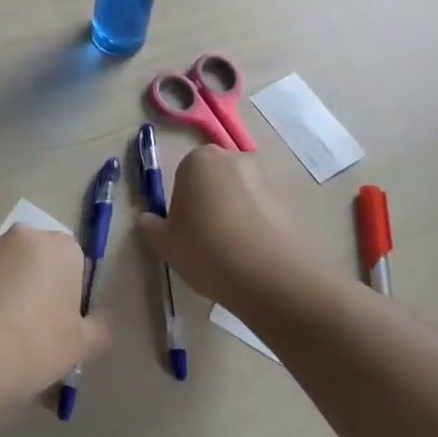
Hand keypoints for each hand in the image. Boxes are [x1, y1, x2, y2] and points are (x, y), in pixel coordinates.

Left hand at [0, 226, 109, 399]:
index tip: (62, 320)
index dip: (69, 290)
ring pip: (4, 265)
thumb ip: (100, 327)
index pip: (73, 260)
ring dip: (7, 286)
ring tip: (1, 330)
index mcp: (60, 247)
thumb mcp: (83, 345)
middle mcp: (23, 235)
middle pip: (36, 258)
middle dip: (37, 282)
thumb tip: (102, 320)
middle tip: (34, 325)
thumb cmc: (38, 345)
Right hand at [138, 147, 316, 306]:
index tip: (183, 230)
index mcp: (199, 160)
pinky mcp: (289, 203)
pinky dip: (256, 226)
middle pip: (214, 179)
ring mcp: (266, 179)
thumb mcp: (166, 244)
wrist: (272, 276)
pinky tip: (252, 256)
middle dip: (209, 202)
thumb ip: (152, 227)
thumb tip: (148, 219)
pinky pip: (262, 212)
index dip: (182, 203)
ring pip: (240, 195)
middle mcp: (234, 159)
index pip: (183, 175)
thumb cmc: (207, 250)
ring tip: (232, 252)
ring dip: (234, 214)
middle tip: (205, 239)